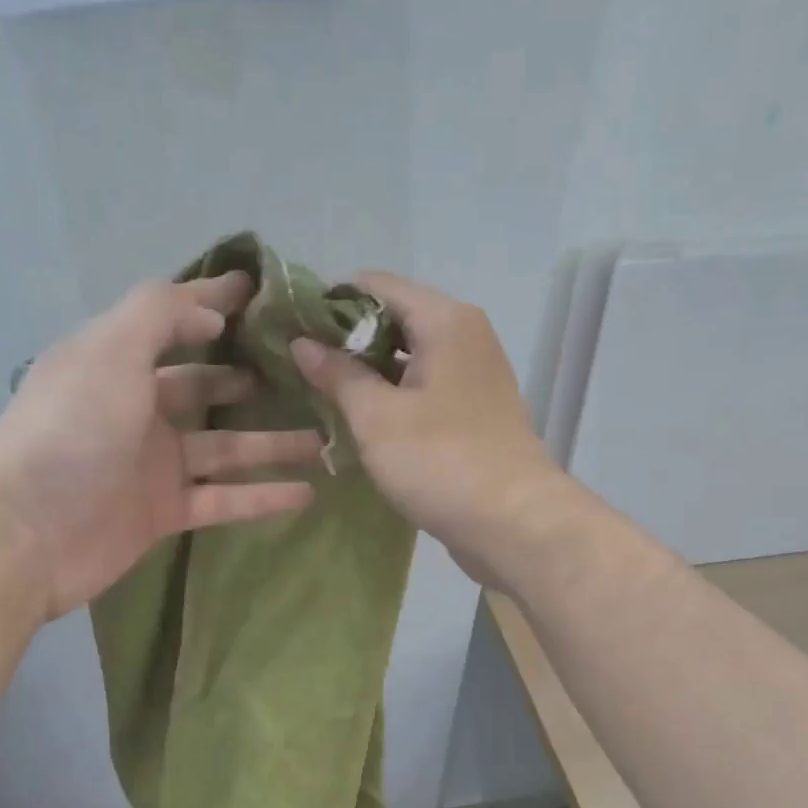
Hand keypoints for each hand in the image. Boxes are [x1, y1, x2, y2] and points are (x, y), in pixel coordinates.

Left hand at [0, 273, 322, 619]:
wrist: (25, 533)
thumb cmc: (70, 428)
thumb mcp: (111, 349)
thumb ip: (161, 314)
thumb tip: (211, 312)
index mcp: (115, 361)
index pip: (173, 321)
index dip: (214, 304)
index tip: (264, 294)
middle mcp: (135, 408)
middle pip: (203, 387)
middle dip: (248, 378)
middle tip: (303, 374)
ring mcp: (150, 464)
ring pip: (224, 447)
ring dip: (271, 442)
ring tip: (322, 436)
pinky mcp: (162, 512)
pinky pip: (223, 498)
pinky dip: (261, 495)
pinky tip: (305, 491)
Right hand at [290, 272, 568, 584]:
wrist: (515, 522)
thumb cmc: (440, 460)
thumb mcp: (376, 417)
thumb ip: (338, 374)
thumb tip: (302, 342)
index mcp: (445, 320)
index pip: (375, 284)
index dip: (330, 302)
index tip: (293, 328)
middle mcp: (465, 334)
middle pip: (394, 316)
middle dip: (347, 338)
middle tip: (302, 364)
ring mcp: (474, 372)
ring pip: (409, 353)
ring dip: (368, 368)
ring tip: (322, 389)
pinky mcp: (475, 407)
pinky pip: (424, 383)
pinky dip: (393, 391)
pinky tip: (362, 415)